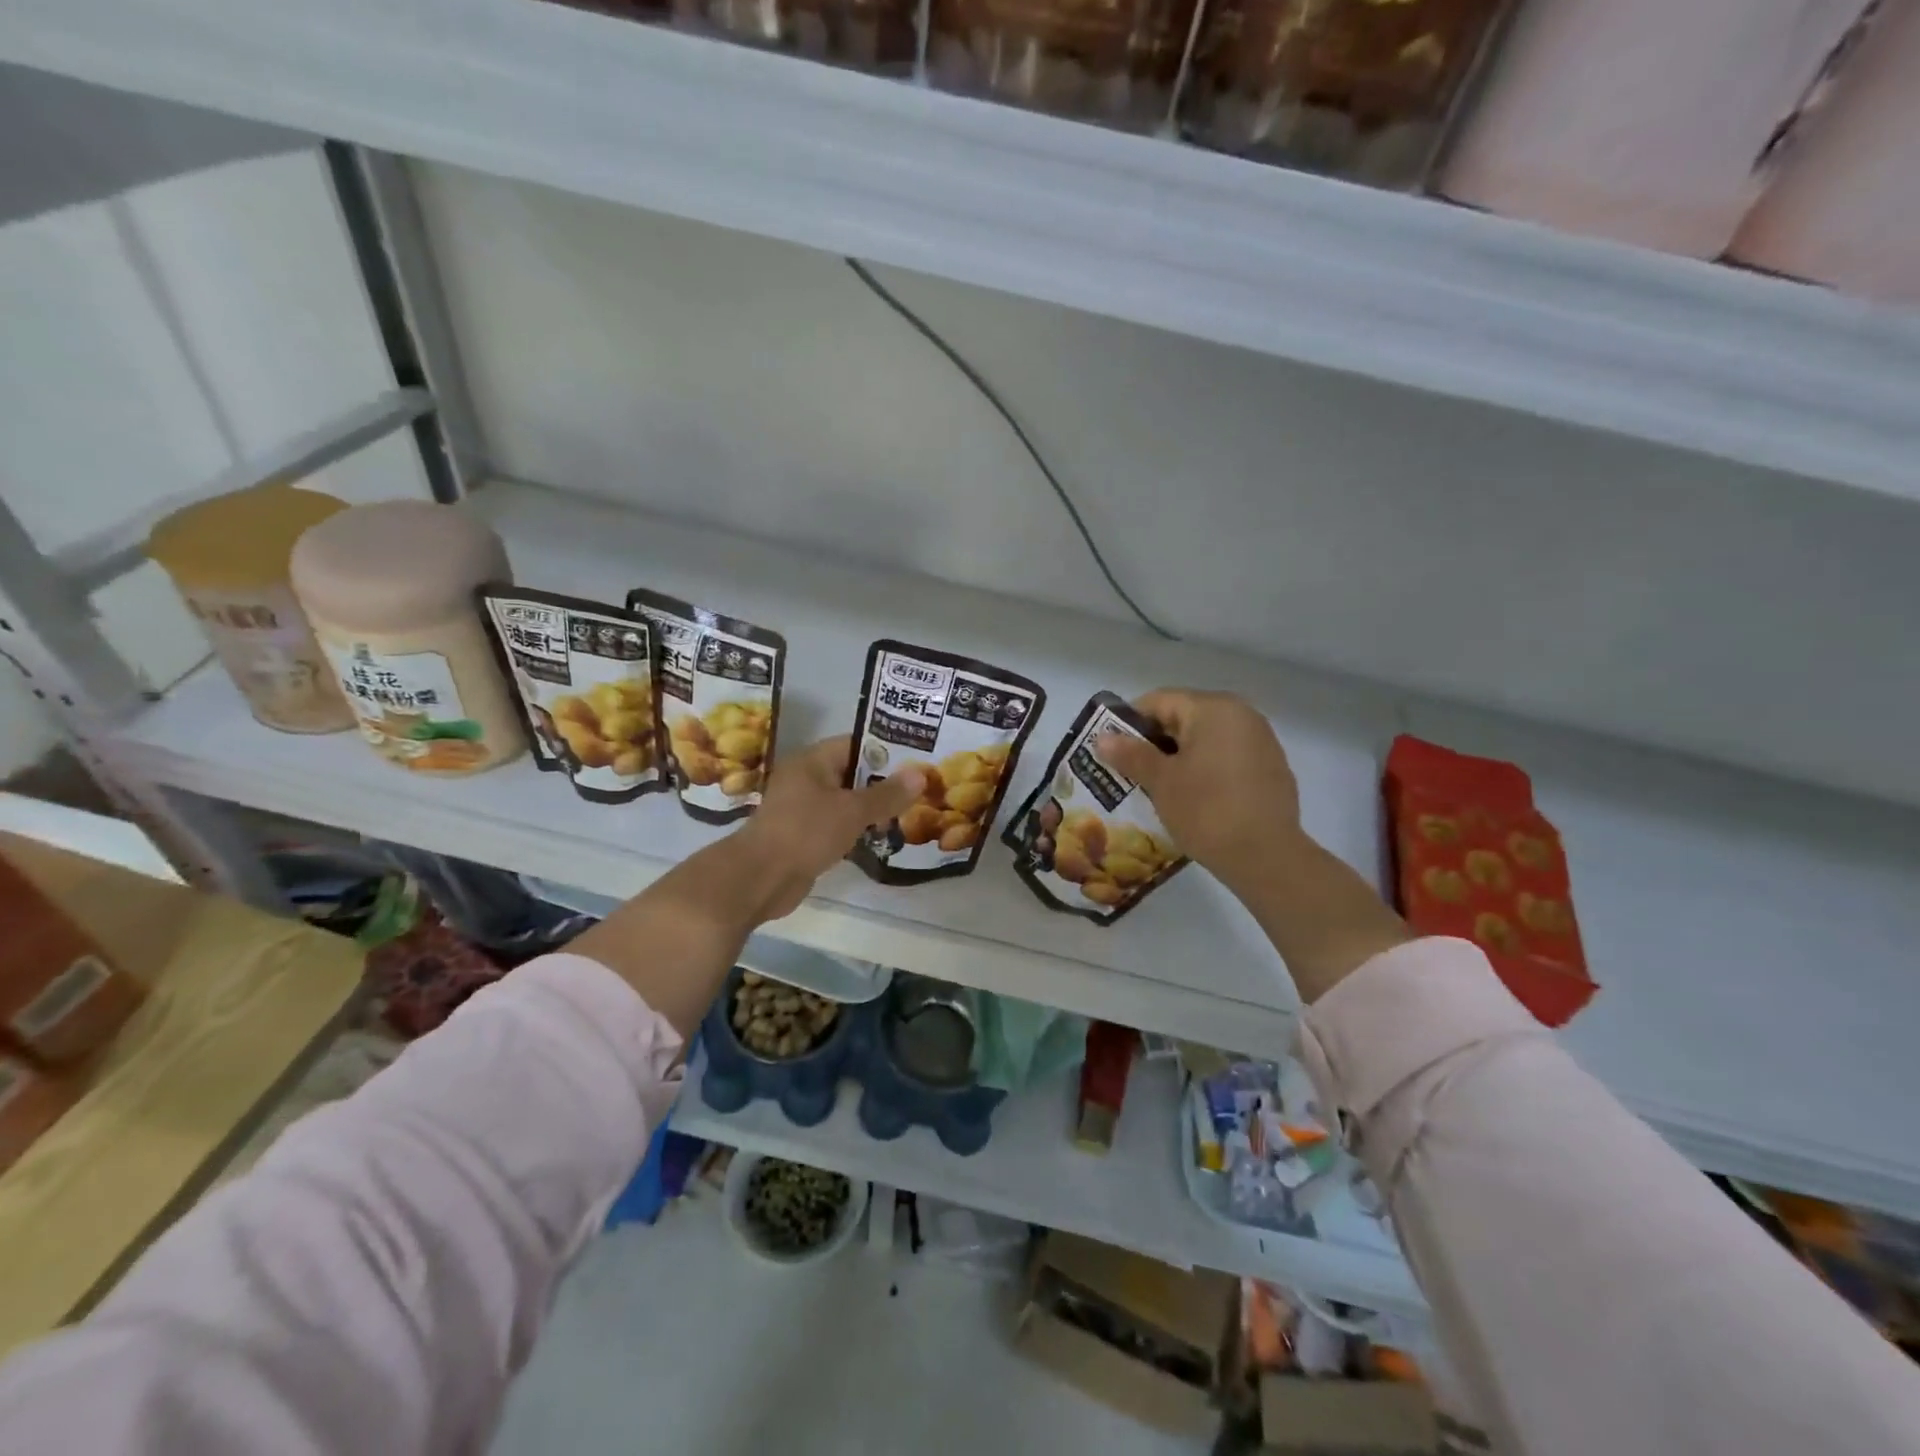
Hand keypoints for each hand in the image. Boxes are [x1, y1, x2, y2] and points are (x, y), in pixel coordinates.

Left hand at [737, 735, 924, 918]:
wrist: (761, 878)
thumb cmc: (806, 832)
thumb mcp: (852, 810)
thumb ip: (887, 794)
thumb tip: (920, 774)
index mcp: (812, 761)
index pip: (856, 744)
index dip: (887, 750)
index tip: (918, 759)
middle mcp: (806, 779)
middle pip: (852, 773)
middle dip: (884, 782)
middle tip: (921, 788)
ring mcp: (803, 808)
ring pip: (845, 801)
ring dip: (872, 808)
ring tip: (909, 812)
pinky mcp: (804, 835)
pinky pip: (837, 824)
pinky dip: (857, 828)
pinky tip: (882, 836)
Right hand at [1099, 688, 1405, 1002]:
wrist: (1267, 857)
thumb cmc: (1207, 810)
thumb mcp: (1161, 781)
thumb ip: (1130, 754)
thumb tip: (1101, 738)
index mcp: (1213, 708)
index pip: (1159, 701)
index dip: (1129, 723)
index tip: (1111, 751)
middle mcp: (1241, 714)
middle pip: (1184, 717)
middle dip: (1154, 742)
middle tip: (1129, 772)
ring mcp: (1261, 741)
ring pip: (1206, 739)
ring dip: (1179, 757)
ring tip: (1157, 788)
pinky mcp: (1271, 768)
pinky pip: (1226, 758)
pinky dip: (1205, 770)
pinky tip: (1193, 799)